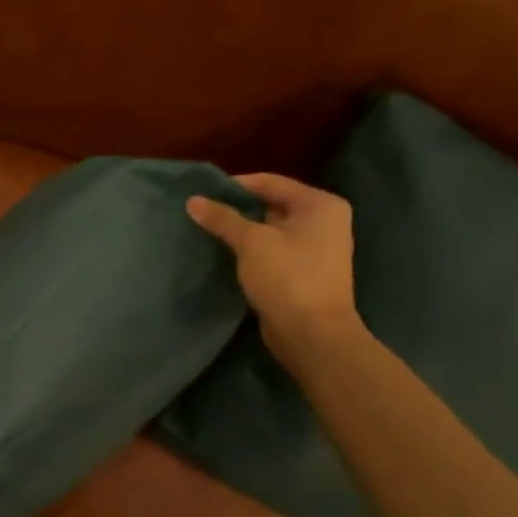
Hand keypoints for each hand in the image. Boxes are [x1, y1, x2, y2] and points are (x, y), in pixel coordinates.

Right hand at [187, 173, 363, 368]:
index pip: (271, 182)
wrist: (312, 334)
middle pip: (272, 204)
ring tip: (209, 232)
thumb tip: (193, 200)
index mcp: (320, 205)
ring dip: (243, 231)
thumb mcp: (251, 242)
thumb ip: (223, 219)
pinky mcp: (304, 272)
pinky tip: (226, 254)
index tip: (203, 193)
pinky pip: (273, 250)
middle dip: (238, 209)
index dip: (235, 185)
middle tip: (203, 213)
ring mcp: (316, 248)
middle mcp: (324, 221)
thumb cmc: (288, 277)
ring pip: (271, 230)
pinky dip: (252, 250)